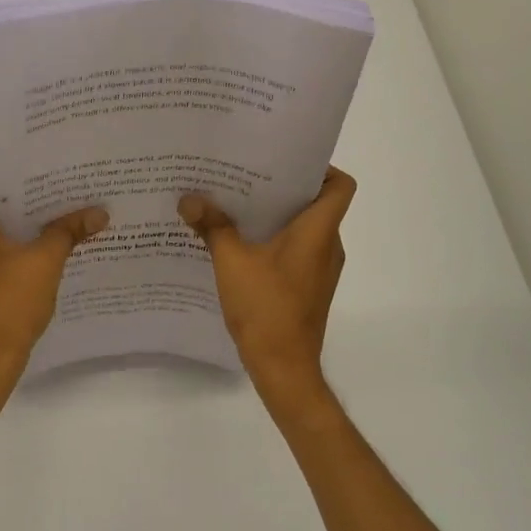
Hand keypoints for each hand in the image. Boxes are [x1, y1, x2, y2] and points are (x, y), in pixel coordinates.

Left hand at [0, 160, 108, 384]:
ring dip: (14, 220)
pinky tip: (42, 250)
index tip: (26, 171)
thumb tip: (99, 212)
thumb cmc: (8, 305)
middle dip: (15, 193)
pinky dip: (9, 243)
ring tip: (53, 217)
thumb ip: (68, 231)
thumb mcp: (45, 263)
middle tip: (53, 188)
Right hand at [179, 167, 355, 405]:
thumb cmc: (265, 308)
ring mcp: (320, 270)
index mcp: (318, 232)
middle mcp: (327, 246)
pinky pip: (295, 252)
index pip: (340, 185)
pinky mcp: (308, 288)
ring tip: (235, 207)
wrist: (283, 367)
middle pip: (316, 203)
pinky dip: (273, 242)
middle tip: (245, 177)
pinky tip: (239, 246)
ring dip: (274, 217)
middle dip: (281, 189)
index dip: (320, 168)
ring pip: (303, 230)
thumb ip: (213, 226)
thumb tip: (189, 199)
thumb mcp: (231, 262)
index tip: (282, 163)